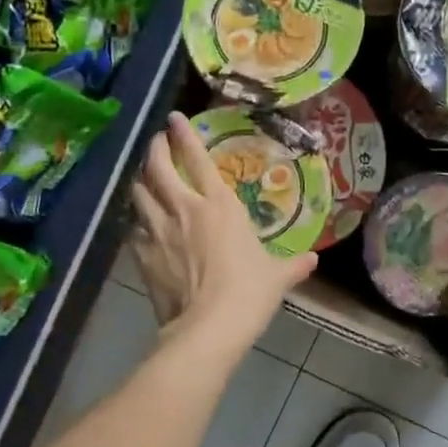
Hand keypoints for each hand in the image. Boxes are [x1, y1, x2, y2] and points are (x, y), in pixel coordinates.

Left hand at [128, 112, 316, 358]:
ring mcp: (159, 231)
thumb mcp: (277, 277)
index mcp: (220, 205)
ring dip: (141, 182)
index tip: (174, 118)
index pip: (198, 158)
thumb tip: (313, 260)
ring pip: (139, 194)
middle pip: (158, 167)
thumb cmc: (249, 293)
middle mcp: (185, 209)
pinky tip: (142, 228)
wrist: (209, 327)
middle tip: (157, 142)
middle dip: (155, 149)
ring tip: (145, 179)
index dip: (184, 135)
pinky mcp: (144, 256)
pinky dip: (137, 224)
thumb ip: (293, 265)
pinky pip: (135, 230)